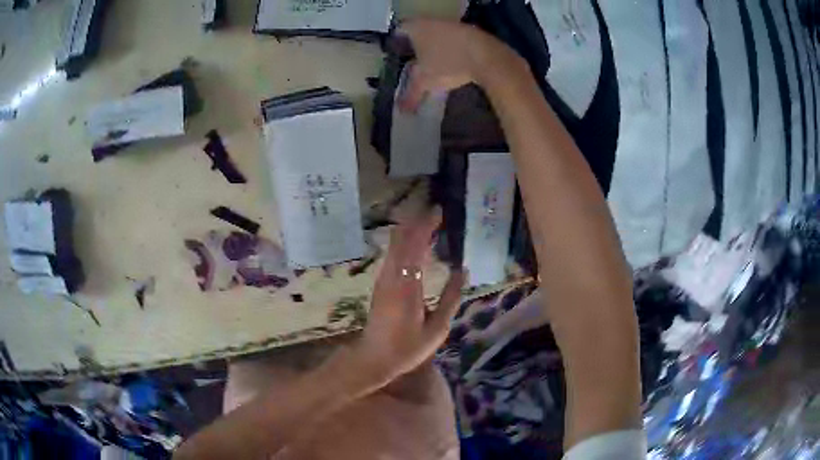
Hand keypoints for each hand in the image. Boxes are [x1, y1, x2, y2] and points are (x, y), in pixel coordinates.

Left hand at [349, 209, 465, 388]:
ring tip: (429, 222)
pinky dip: (404, 242)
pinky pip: (392, 254)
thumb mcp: (437, 328)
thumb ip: (451, 298)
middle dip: (417, 221)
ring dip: (410, 230)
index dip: (426, 226)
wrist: (374, 358)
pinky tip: (415, 243)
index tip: (439, 212)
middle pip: (401, 239)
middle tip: (436, 212)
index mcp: (407, 287)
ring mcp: (383, 279)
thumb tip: (462, 271)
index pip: (415, 246)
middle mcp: (392, 277)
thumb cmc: (407, 348)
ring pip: (394, 245)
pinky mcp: (380, 283)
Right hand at [396, 19, 525, 111]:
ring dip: (437, 47)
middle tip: (415, 62)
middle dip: (418, 46)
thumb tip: (402, 110)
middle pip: (420, 32)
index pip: (400, 31)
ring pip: (439, 35)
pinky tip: (456, 63)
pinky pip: (456, 40)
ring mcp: (453, 25)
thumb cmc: (447, 64)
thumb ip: (411, 94)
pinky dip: (454, 49)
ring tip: (435, 64)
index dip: (397, 43)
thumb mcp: (425, 82)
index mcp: (416, 28)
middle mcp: (433, 21)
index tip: (398, 55)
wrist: (487, 57)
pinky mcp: (472, 32)